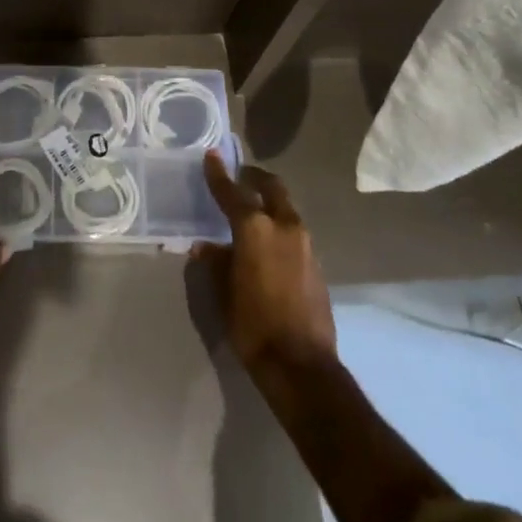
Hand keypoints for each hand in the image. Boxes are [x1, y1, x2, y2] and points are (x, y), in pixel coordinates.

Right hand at [193, 151, 335, 381]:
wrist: (302, 366)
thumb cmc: (253, 326)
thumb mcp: (223, 293)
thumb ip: (215, 262)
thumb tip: (206, 246)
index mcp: (256, 229)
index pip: (233, 192)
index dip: (219, 174)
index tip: (212, 155)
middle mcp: (284, 227)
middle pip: (272, 188)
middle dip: (255, 178)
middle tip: (240, 177)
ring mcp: (305, 245)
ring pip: (286, 209)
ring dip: (269, 203)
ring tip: (251, 212)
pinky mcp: (316, 264)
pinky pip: (294, 232)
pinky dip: (279, 227)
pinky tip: (266, 244)